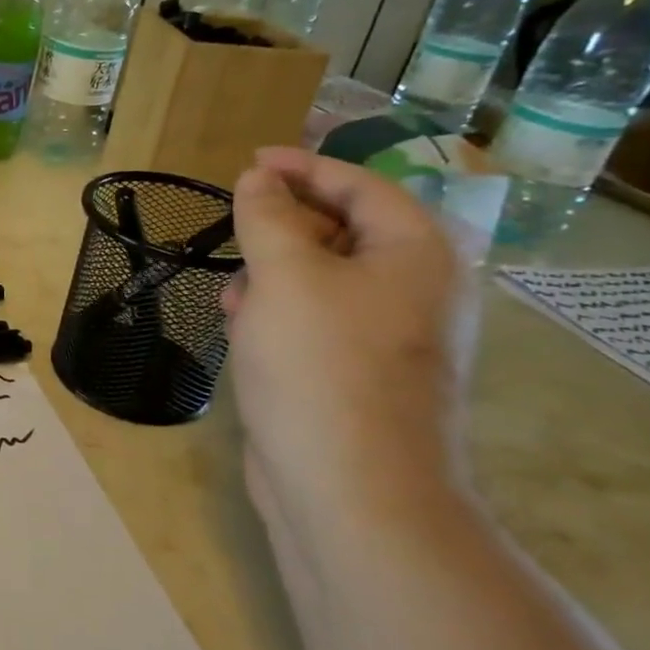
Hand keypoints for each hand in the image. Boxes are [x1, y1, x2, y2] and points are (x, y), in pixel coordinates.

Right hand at [224, 148, 465, 531]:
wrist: (350, 488)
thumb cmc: (321, 365)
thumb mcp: (285, 275)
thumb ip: (267, 217)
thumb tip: (258, 177)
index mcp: (416, 254)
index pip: (362, 185)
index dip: (304, 167)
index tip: (249, 161)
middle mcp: (412, 290)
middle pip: (343, 231)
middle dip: (282, 227)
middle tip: (234, 228)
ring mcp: (387, 337)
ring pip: (322, 280)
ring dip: (272, 275)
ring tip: (232, 292)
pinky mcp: (355, 374)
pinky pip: (313, 322)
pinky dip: (277, 315)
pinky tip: (242, 330)